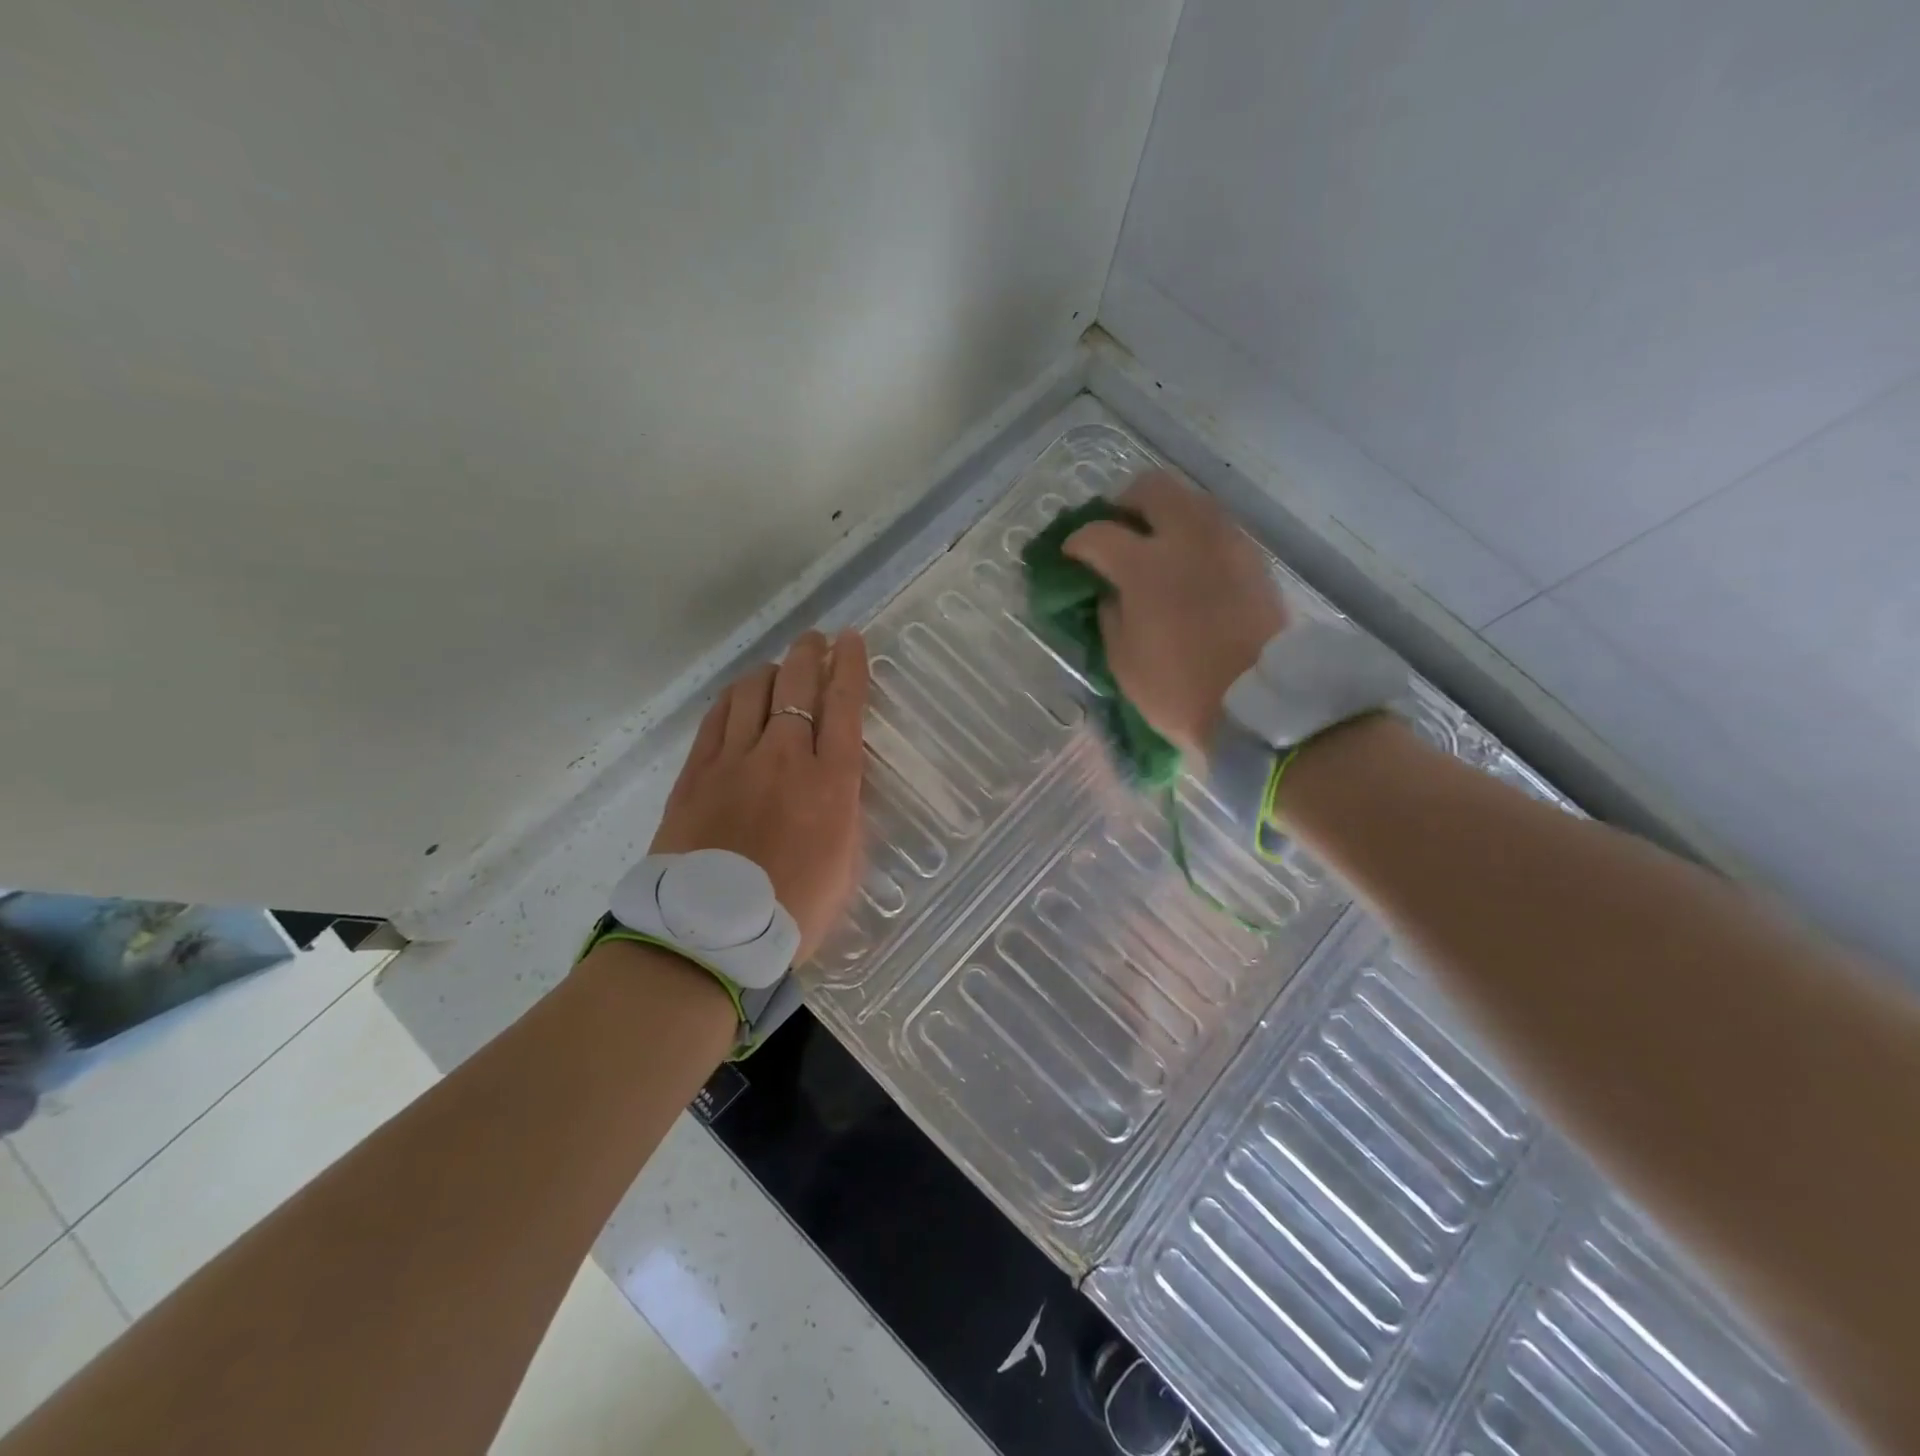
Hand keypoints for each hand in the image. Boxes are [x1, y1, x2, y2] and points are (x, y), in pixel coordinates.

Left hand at [649, 629, 868, 959]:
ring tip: (778, 671)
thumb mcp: (845, 862)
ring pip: (752, 691)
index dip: (851, 665)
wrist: (712, 937)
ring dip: (771, 671)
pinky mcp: (695, 772)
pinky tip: (739, 699)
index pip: (845, 704)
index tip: (852, 640)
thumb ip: (842, 809)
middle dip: (810, 653)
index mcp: (831, 782)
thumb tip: (833, 779)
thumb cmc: (794, 911)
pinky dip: (733, 699)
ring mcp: (735, 760)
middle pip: (797, 684)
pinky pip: (716, 718)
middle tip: (816, 641)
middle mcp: (785, 757)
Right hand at [1063, 473, 1284, 754]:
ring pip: (1191, 500)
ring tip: (1154, 546)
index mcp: (1146, 566)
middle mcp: (1188, 538)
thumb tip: (1111, 591)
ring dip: (1165, 514)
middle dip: (1125, 503)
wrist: (1257, 704)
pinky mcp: (1253, 558)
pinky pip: (1216, 527)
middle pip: (1152, 488)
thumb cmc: (1178, 688)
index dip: (1077, 542)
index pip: (1099, 533)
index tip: (1070, 555)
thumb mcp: (1123, 659)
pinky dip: (1194, 535)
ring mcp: (1226, 543)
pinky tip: (1187, 565)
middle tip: (1116, 530)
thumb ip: (1110, 613)